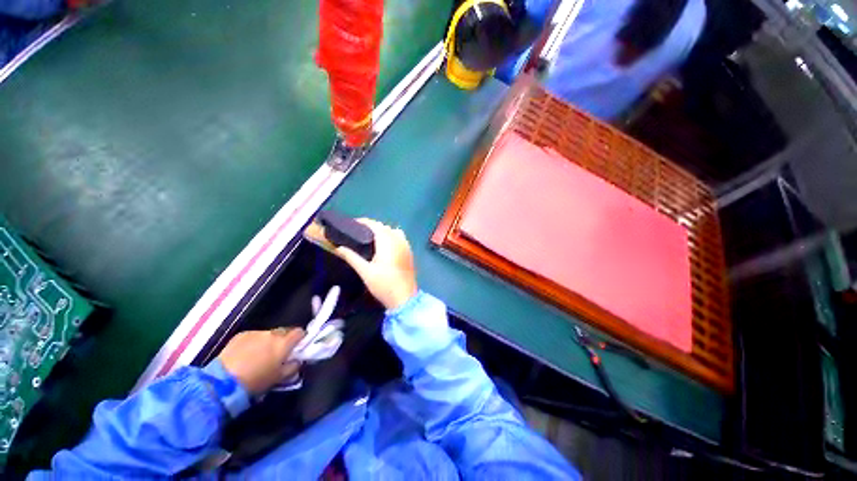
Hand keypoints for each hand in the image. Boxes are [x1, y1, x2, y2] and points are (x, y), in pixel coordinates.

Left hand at [218, 328, 304, 394]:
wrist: (224, 381)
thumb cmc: (256, 381)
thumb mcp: (279, 378)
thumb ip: (293, 367)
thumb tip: (297, 360)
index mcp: (284, 343)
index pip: (299, 332)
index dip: (300, 339)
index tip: (296, 347)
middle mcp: (272, 334)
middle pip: (284, 332)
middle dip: (283, 340)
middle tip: (277, 354)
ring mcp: (256, 333)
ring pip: (268, 334)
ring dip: (268, 342)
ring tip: (259, 355)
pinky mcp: (241, 335)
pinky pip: (253, 336)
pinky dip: (253, 343)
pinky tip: (246, 354)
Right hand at [335, 218, 417, 309]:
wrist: (405, 298)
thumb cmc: (384, 284)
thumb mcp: (365, 271)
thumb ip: (351, 257)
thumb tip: (339, 247)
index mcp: (387, 241)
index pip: (375, 225)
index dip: (363, 222)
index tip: (352, 224)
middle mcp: (398, 240)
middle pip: (384, 227)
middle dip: (372, 226)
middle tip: (358, 233)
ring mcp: (406, 245)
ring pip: (393, 231)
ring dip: (383, 231)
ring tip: (370, 239)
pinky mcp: (409, 252)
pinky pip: (400, 238)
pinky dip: (391, 236)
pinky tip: (384, 247)